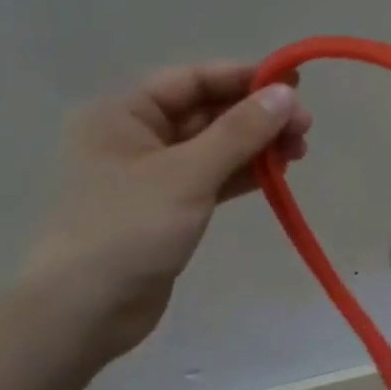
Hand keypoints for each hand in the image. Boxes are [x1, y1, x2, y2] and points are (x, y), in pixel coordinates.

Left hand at [23, 62, 311, 356]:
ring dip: (256, 146)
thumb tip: (286, 93)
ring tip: (300, 150)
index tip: (294, 83)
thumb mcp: (187, 174)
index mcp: (123, 114)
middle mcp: (135, 137)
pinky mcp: (169, 209)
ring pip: (214, 148)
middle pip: (206, 113)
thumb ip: (239, 132)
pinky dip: (243, 174)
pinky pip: (212, 179)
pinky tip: (277, 174)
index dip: (243, 78)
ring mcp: (153, 176)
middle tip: (305, 126)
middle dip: (256, 116)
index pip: (191, 81)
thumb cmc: (128, 230)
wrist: (85, 311)